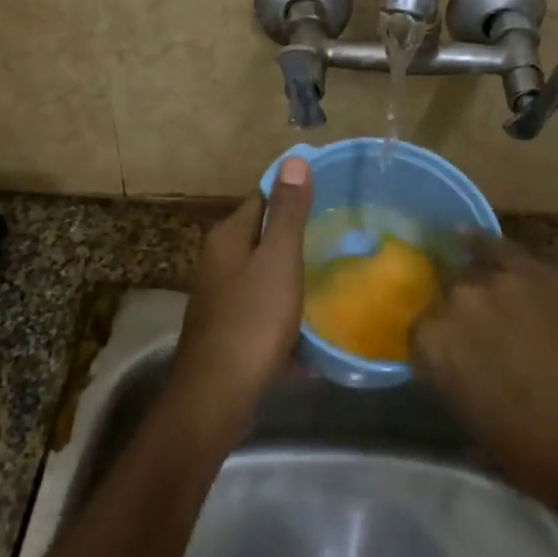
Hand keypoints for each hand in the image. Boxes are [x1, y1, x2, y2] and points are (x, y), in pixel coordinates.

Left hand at [170, 157, 314, 434]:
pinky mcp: (228, 329)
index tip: (332, 201)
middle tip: (341, 241)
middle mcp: (218, 261)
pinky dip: (286, 314)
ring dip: (294, 278)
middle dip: (298, 239)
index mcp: (228, 237)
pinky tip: (312, 328)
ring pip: (265, 275)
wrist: (216, 397)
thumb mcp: (278, 261)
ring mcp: (221, 297)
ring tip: (334, 280)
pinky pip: (263, 309)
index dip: (295, 196)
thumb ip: (288, 213)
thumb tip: (293, 159)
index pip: (263, 199)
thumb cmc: (251, 321)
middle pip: (263, 237)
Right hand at [412, 235, 557, 516]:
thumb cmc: (544, 454)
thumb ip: (458, 394)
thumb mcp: (481, 436)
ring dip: (473, 286)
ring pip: (470, 271)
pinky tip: (469, 238)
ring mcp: (495, 279)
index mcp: (434, 348)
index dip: (434, 349)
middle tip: (474, 335)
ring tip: (481, 294)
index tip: (446, 360)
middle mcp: (454, 303)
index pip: (418, 336)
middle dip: (454, 313)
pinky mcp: (534, 268)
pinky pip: (498, 246)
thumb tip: (459, 384)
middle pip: (444, 297)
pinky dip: (483, 244)